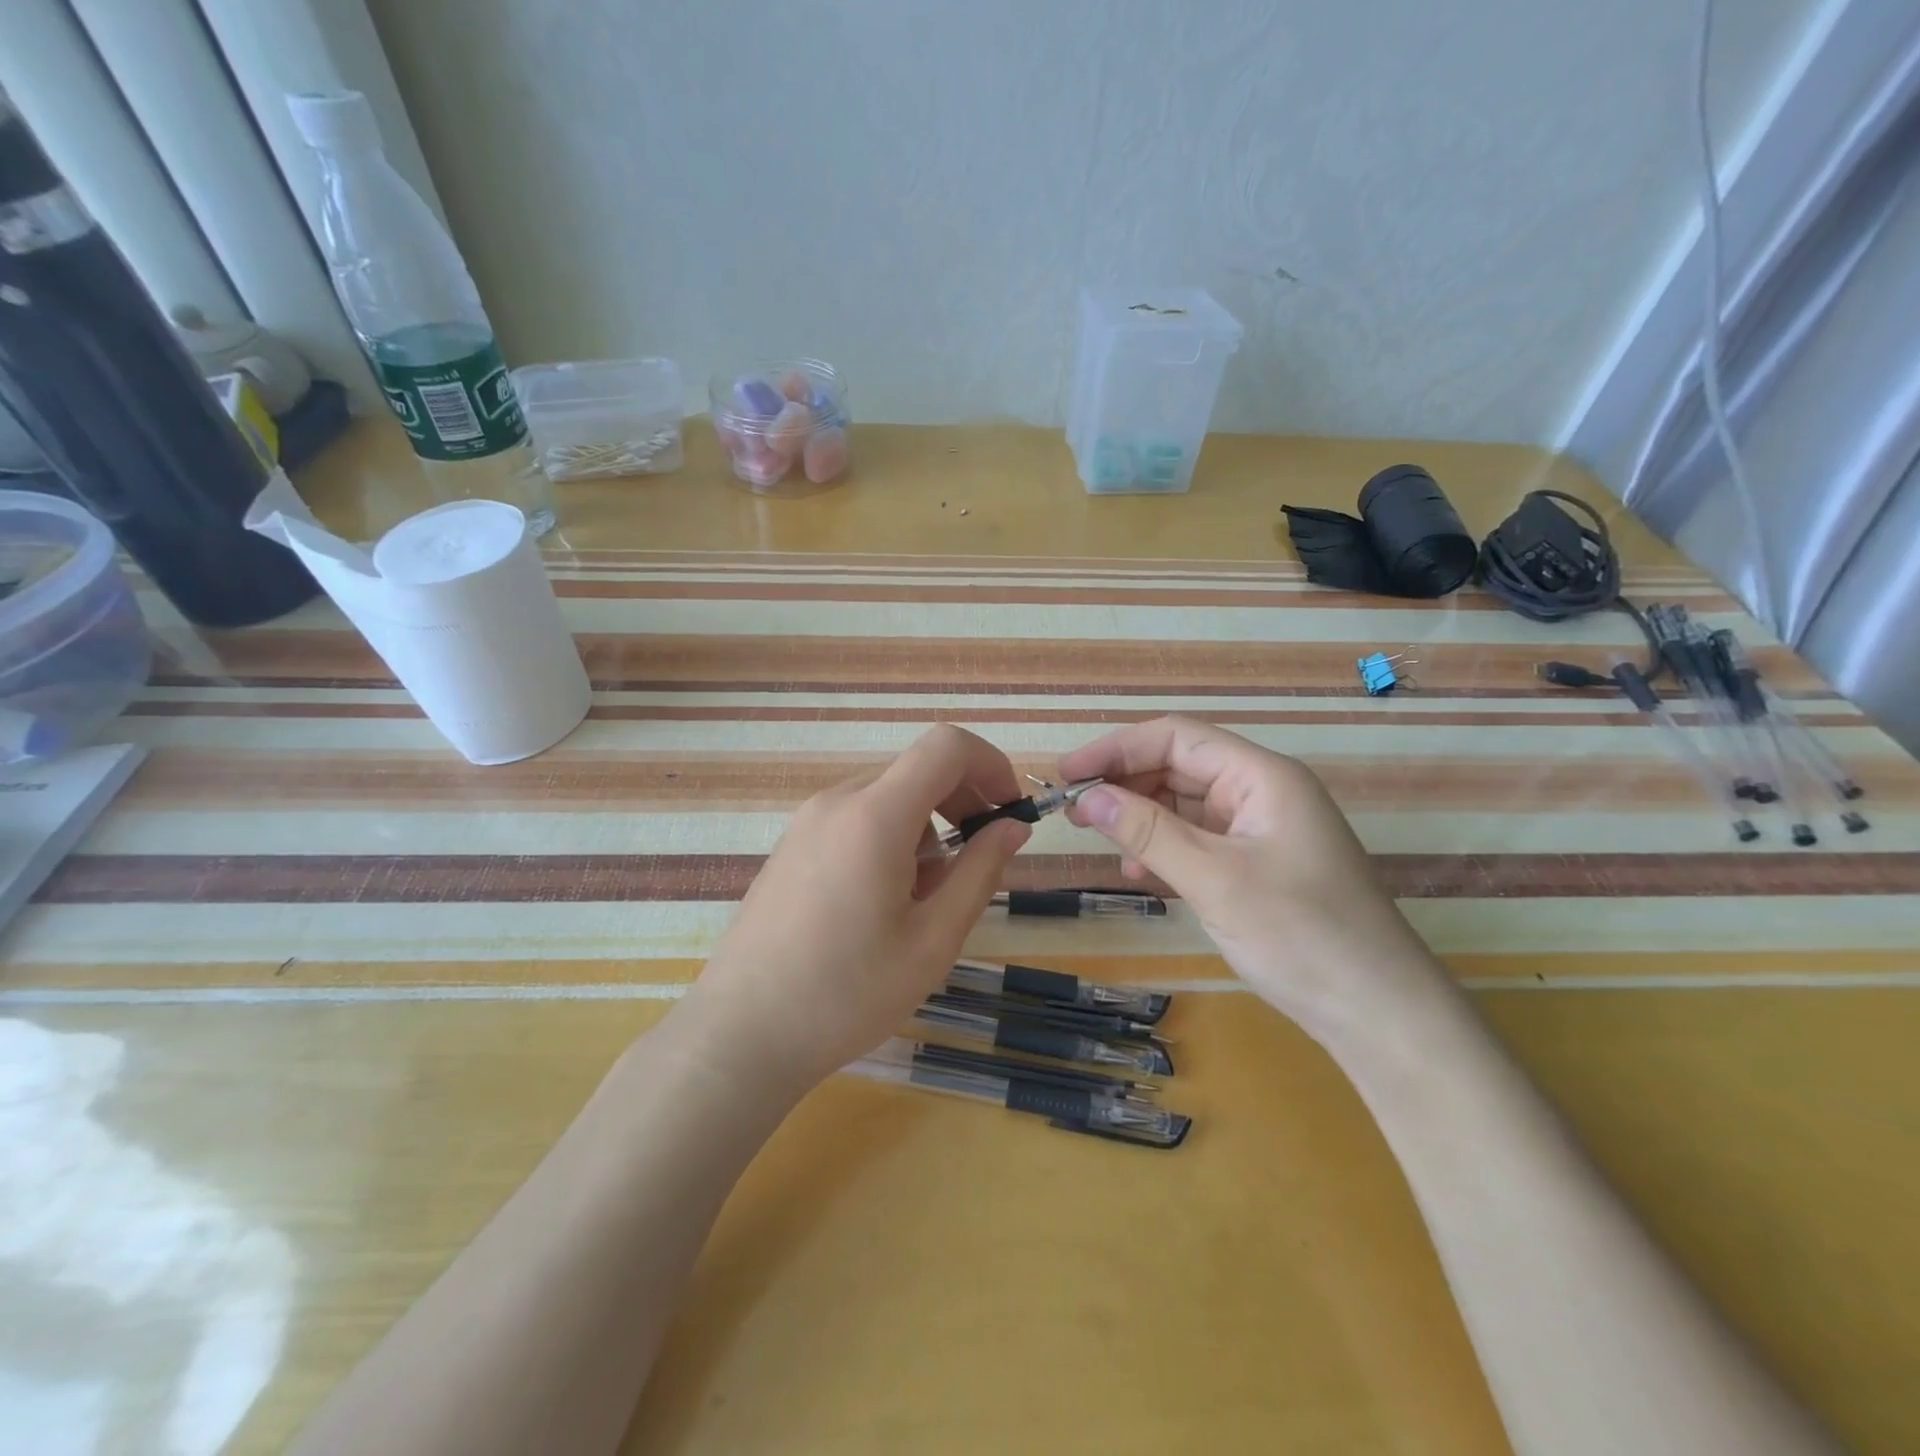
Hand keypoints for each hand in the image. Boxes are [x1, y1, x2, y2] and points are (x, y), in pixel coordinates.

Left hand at [672, 724, 1029, 1098]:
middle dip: (962, 799)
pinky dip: (890, 837)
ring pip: (888, 796)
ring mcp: (807, 821)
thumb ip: (979, 872)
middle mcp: (838, 801)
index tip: (1009, 811)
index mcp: (875, 815)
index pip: (946, 746)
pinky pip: (856, 818)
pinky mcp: (792, 845)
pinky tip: (884, 900)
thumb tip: (1012, 827)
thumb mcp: (932, 940)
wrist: (741, 1033)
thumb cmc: (847, 994)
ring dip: (926, 826)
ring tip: (927, 896)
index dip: (990, 764)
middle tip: (981, 857)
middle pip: (917, 769)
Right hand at [1060, 716, 1447, 1039]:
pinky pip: (1198, 839)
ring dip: (1141, 817)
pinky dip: (1163, 848)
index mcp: (1262, 777)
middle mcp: (1261, 792)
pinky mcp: (1257, 864)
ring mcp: (1260, 829)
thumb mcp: (1215, 880)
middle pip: (1179, 766)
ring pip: (1184, 804)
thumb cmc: (1301, 935)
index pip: (1177, 738)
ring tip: (1101, 840)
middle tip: (1075, 811)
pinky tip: (1140, 872)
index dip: (1117, 748)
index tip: (1068, 775)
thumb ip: (1148, 833)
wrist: (1379, 1014)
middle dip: (1126, 783)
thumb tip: (1086, 796)